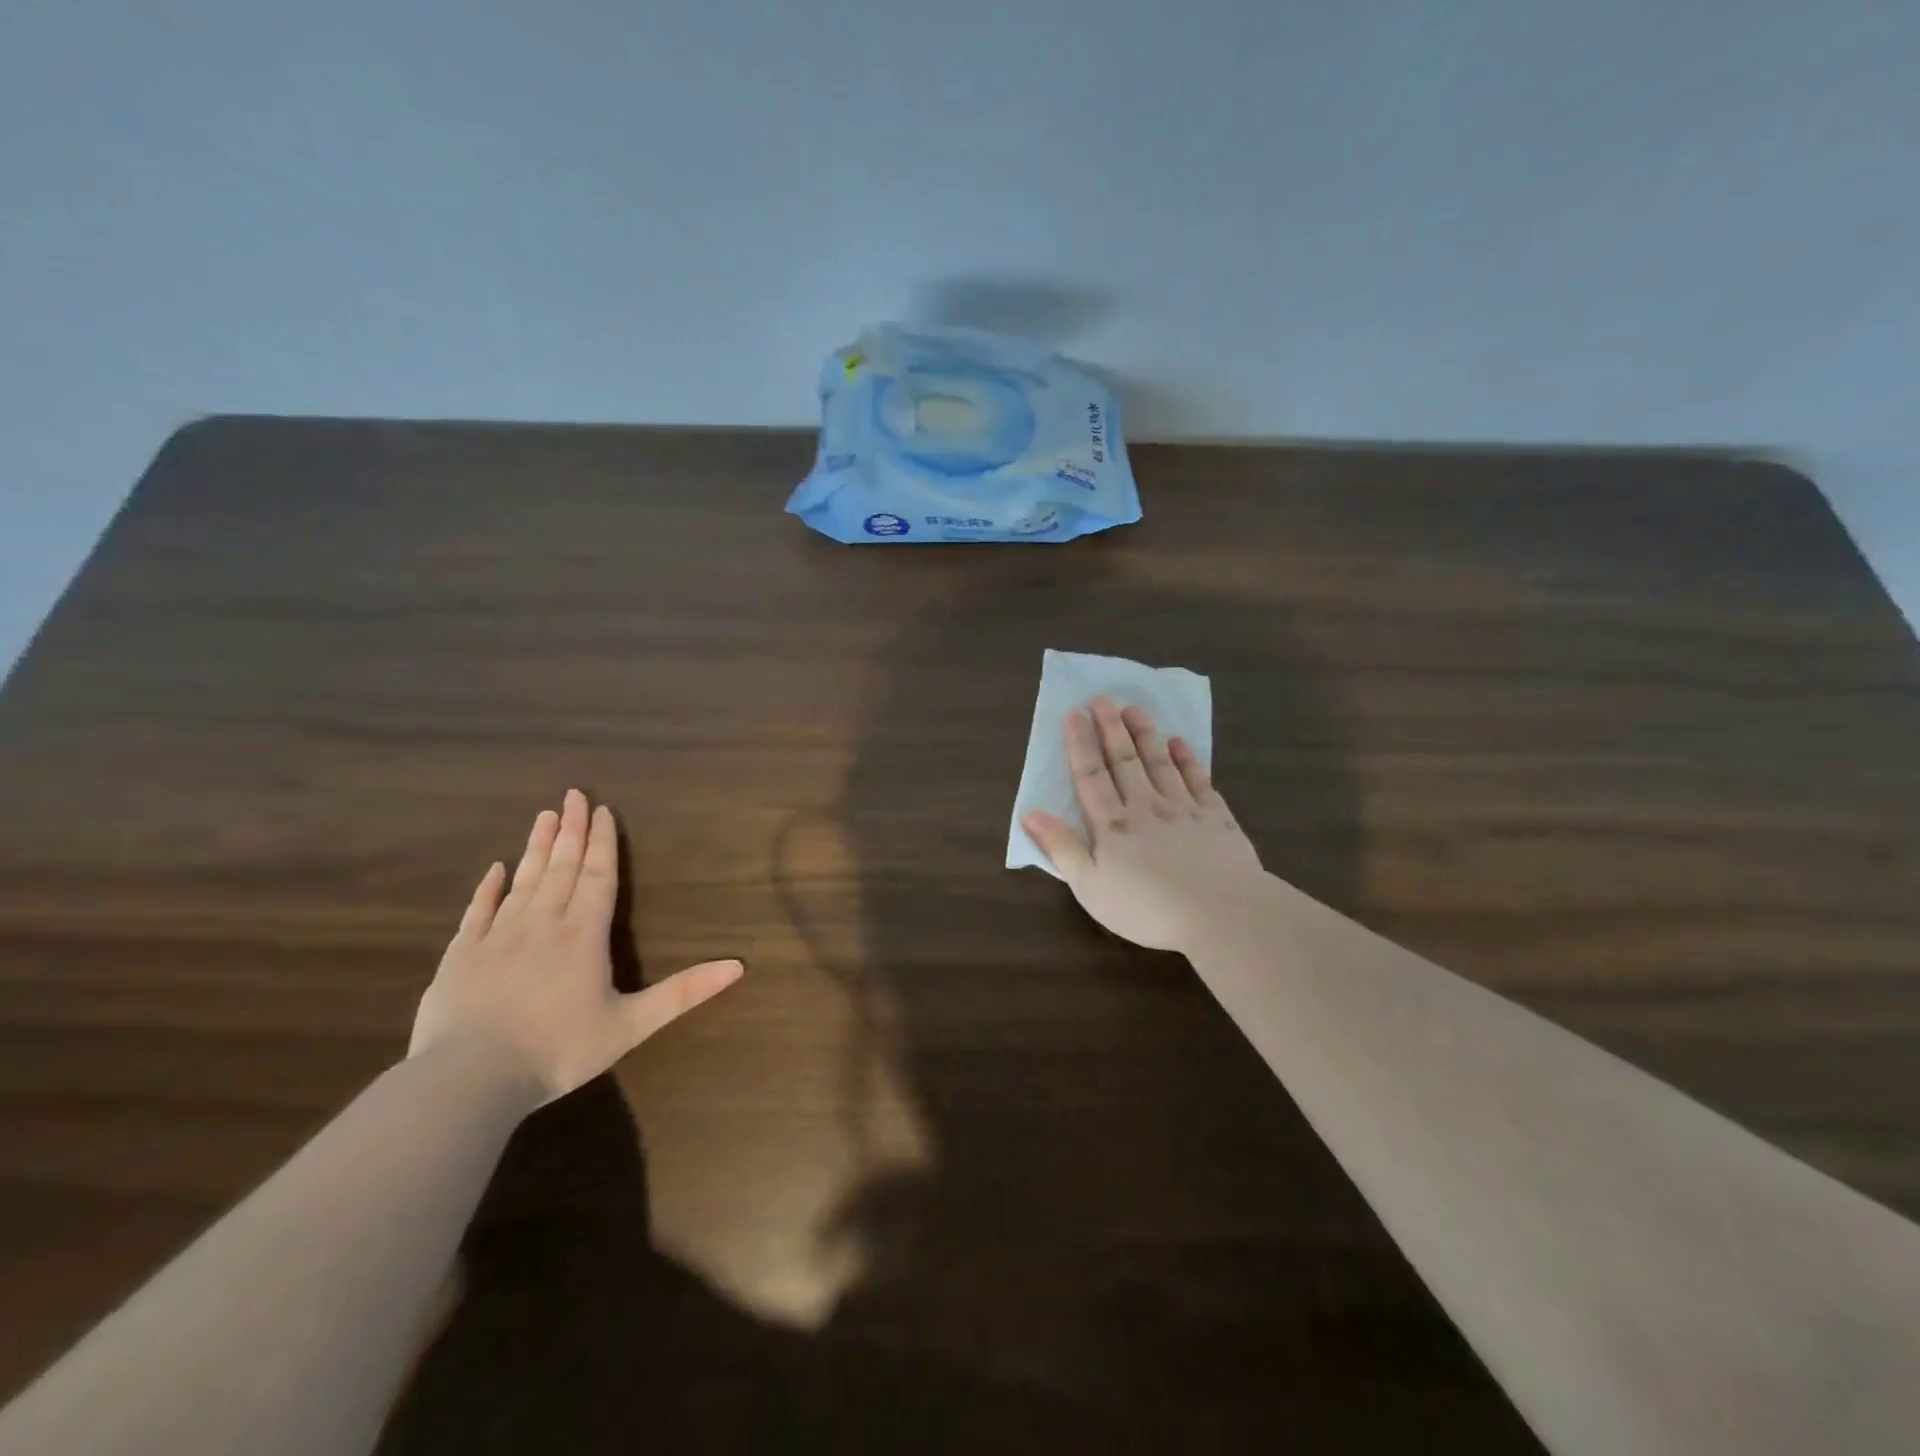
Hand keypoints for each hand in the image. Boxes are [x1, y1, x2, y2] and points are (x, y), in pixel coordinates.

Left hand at [410, 789, 742, 1102]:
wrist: (469, 1080)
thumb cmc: (558, 1050)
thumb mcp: (632, 1025)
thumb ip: (683, 992)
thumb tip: (738, 966)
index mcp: (583, 935)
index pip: (598, 877)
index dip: (602, 843)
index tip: (602, 810)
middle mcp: (542, 924)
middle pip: (561, 867)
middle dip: (571, 830)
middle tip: (573, 794)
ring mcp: (497, 937)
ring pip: (522, 880)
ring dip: (536, 847)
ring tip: (544, 815)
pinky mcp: (460, 956)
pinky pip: (477, 912)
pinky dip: (487, 888)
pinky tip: (494, 869)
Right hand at [1022, 698, 1264, 954]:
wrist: (1221, 914)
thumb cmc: (1146, 907)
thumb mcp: (1090, 886)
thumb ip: (1061, 847)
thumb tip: (1030, 813)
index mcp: (1112, 825)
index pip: (1091, 776)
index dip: (1080, 744)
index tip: (1075, 713)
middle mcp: (1145, 807)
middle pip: (1125, 761)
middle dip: (1111, 728)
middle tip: (1103, 698)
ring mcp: (1184, 809)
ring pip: (1160, 763)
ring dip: (1145, 735)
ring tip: (1135, 709)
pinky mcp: (1216, 818)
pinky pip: (1198, 780)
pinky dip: (1188, 760)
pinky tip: (1180, 744)